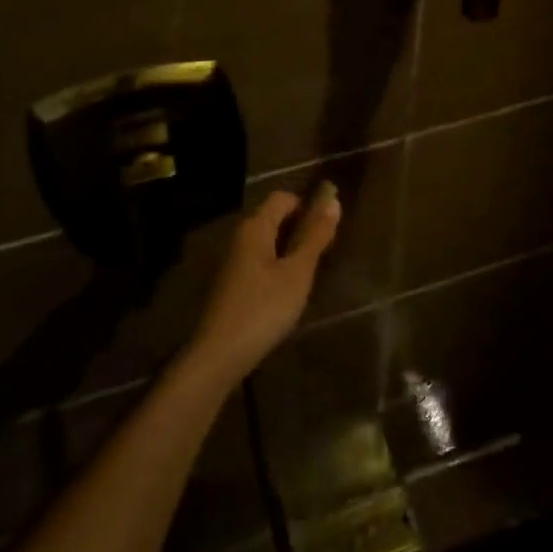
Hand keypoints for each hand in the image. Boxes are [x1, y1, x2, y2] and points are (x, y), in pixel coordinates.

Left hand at [183, 184, 340, 387]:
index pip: (282, 197)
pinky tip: (287, 291)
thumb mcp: (297, 273)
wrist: (219, 354)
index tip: (328, 227)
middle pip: (274, 217)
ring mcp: (232, 260)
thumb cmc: (263, 308)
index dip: (307, 205)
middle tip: (324, 252)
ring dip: (289, 249)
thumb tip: (333, 200)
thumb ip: (315, 237)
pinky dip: (276, 266)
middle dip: (300, 228)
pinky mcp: (231, 282)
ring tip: (310, 272)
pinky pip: (259, 261)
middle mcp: (240, 236)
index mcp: (255, 227)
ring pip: (267, 241)